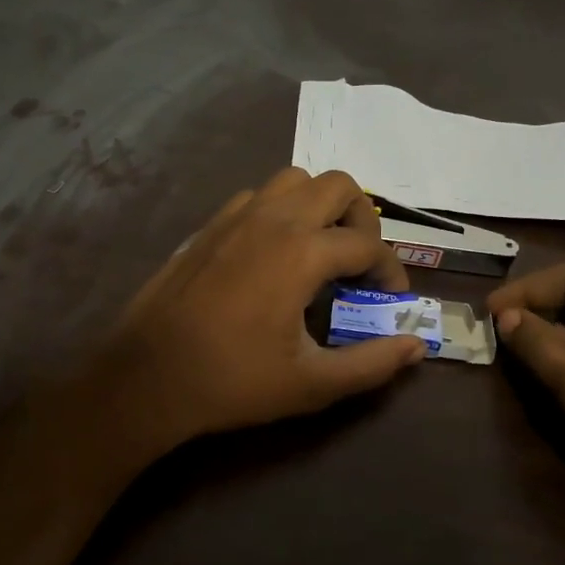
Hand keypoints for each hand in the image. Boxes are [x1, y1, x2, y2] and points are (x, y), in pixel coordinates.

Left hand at [100, 167, 425, 449]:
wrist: (148, 377)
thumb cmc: (233, 382)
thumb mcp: (312, 384)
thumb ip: (372, 364)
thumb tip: (416, 347)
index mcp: (301, 253)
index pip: (368, 244)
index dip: (391, 271)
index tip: (390, 299)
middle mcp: (272, 220)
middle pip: (338, 185)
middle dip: (362, 219)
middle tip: (359, 263)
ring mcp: (235, 217)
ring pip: (294, 181)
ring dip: (319, 206)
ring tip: (320, 251)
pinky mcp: (209, 226)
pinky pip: (257, 197)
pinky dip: (280, 212)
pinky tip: (274, 256)